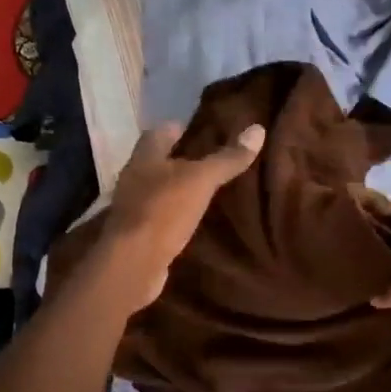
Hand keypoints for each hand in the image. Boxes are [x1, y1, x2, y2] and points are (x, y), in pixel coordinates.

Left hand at [100, 121, 264, 308]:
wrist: (134, 262)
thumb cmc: (164, 211)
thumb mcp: (201, 180)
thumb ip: (227, 158)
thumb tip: (258, 129)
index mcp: (144, 158)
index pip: (158, 133)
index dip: (178, 128)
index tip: (200, 130)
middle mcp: (134, 179)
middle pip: (157, 162)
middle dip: (179, 159)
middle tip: (209, 159)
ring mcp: (133, 209)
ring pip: (158, 190)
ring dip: (177, 189)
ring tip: (206, 190)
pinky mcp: (138, 235)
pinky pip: (159, 217)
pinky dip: (175, 216)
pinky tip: (193, 221)